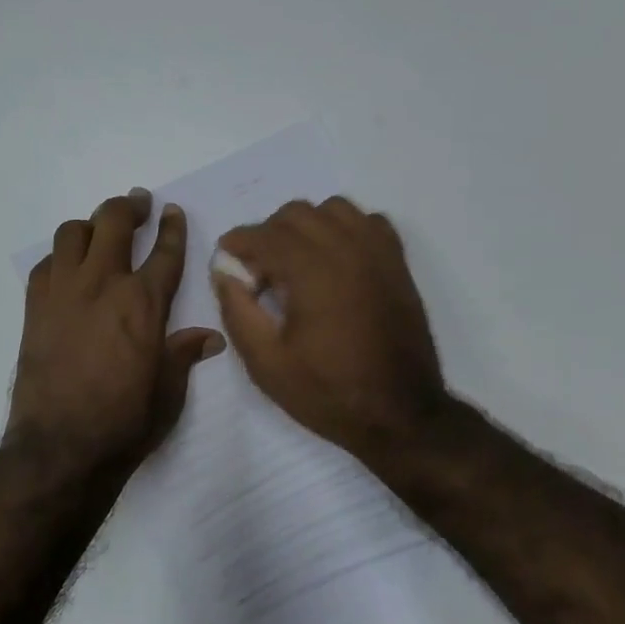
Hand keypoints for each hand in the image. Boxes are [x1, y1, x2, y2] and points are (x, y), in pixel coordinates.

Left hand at [6, 189, 224, 481]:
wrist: (61, 446)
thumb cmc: (124, 422)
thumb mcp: (168, 391)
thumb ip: (184, 355)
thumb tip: (210, 338)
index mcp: (144, 303)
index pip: (164, 252)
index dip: (172, 228)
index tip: (172, 211)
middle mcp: (103, 285)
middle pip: (115, 222)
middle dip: (130, 207)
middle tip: (138, 204)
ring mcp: (64, 292)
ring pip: (73, 233)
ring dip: (90, 226)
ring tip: (100, 233)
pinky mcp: (34, 308)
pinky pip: (45, 264)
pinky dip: (59, 258)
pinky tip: (67, 270)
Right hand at [213, 198, 451, 465]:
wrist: (400, 414)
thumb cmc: (328, 392)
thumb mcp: (266, 363)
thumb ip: (238, 311)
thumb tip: (224, 273)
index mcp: (311, 271)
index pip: (263, 235)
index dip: (237, 243)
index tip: (227, 262)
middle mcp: (346, 249)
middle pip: (295, 214)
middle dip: (268, 234)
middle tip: (260, 274)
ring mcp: (378, 253)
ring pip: (333, 209)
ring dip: (307, 226)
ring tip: (298, 263)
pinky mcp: (398, 264)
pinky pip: (368, 222)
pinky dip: (346, 229)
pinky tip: (336, 261)